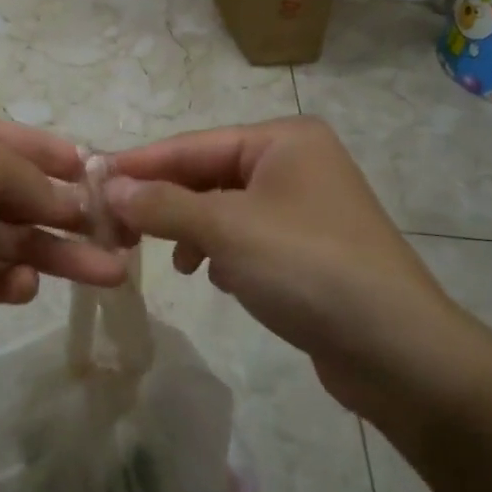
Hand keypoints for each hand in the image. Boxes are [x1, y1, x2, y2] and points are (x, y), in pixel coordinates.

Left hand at [0, 103, 127, 362]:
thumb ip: (32, 178)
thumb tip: (71, 200)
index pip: (21, 140)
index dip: (64, 158)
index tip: (109, 179)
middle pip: (23, 193)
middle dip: (70, 213)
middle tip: (121, 237)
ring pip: (12, 239)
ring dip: (56, 253)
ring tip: (108, 273)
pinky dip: (9, 282)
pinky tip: (25, 287)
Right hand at [103, 118, 468, 409]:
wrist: (398, 352)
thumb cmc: (308, 269)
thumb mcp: (227, 230)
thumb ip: (163, 205)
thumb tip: (110, 188)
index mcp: (284, 139)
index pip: (194, 144)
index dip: (141, 164)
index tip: (92, 181)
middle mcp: (296, 163)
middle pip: (209, 174)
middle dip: (164, 201)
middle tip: (113, 226)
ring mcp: (305, 207)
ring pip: (225, 208)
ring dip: (190, 229)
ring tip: (167, 258)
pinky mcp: (309, 250)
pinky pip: (247, 237)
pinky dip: (221, 251)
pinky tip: (209, 274)